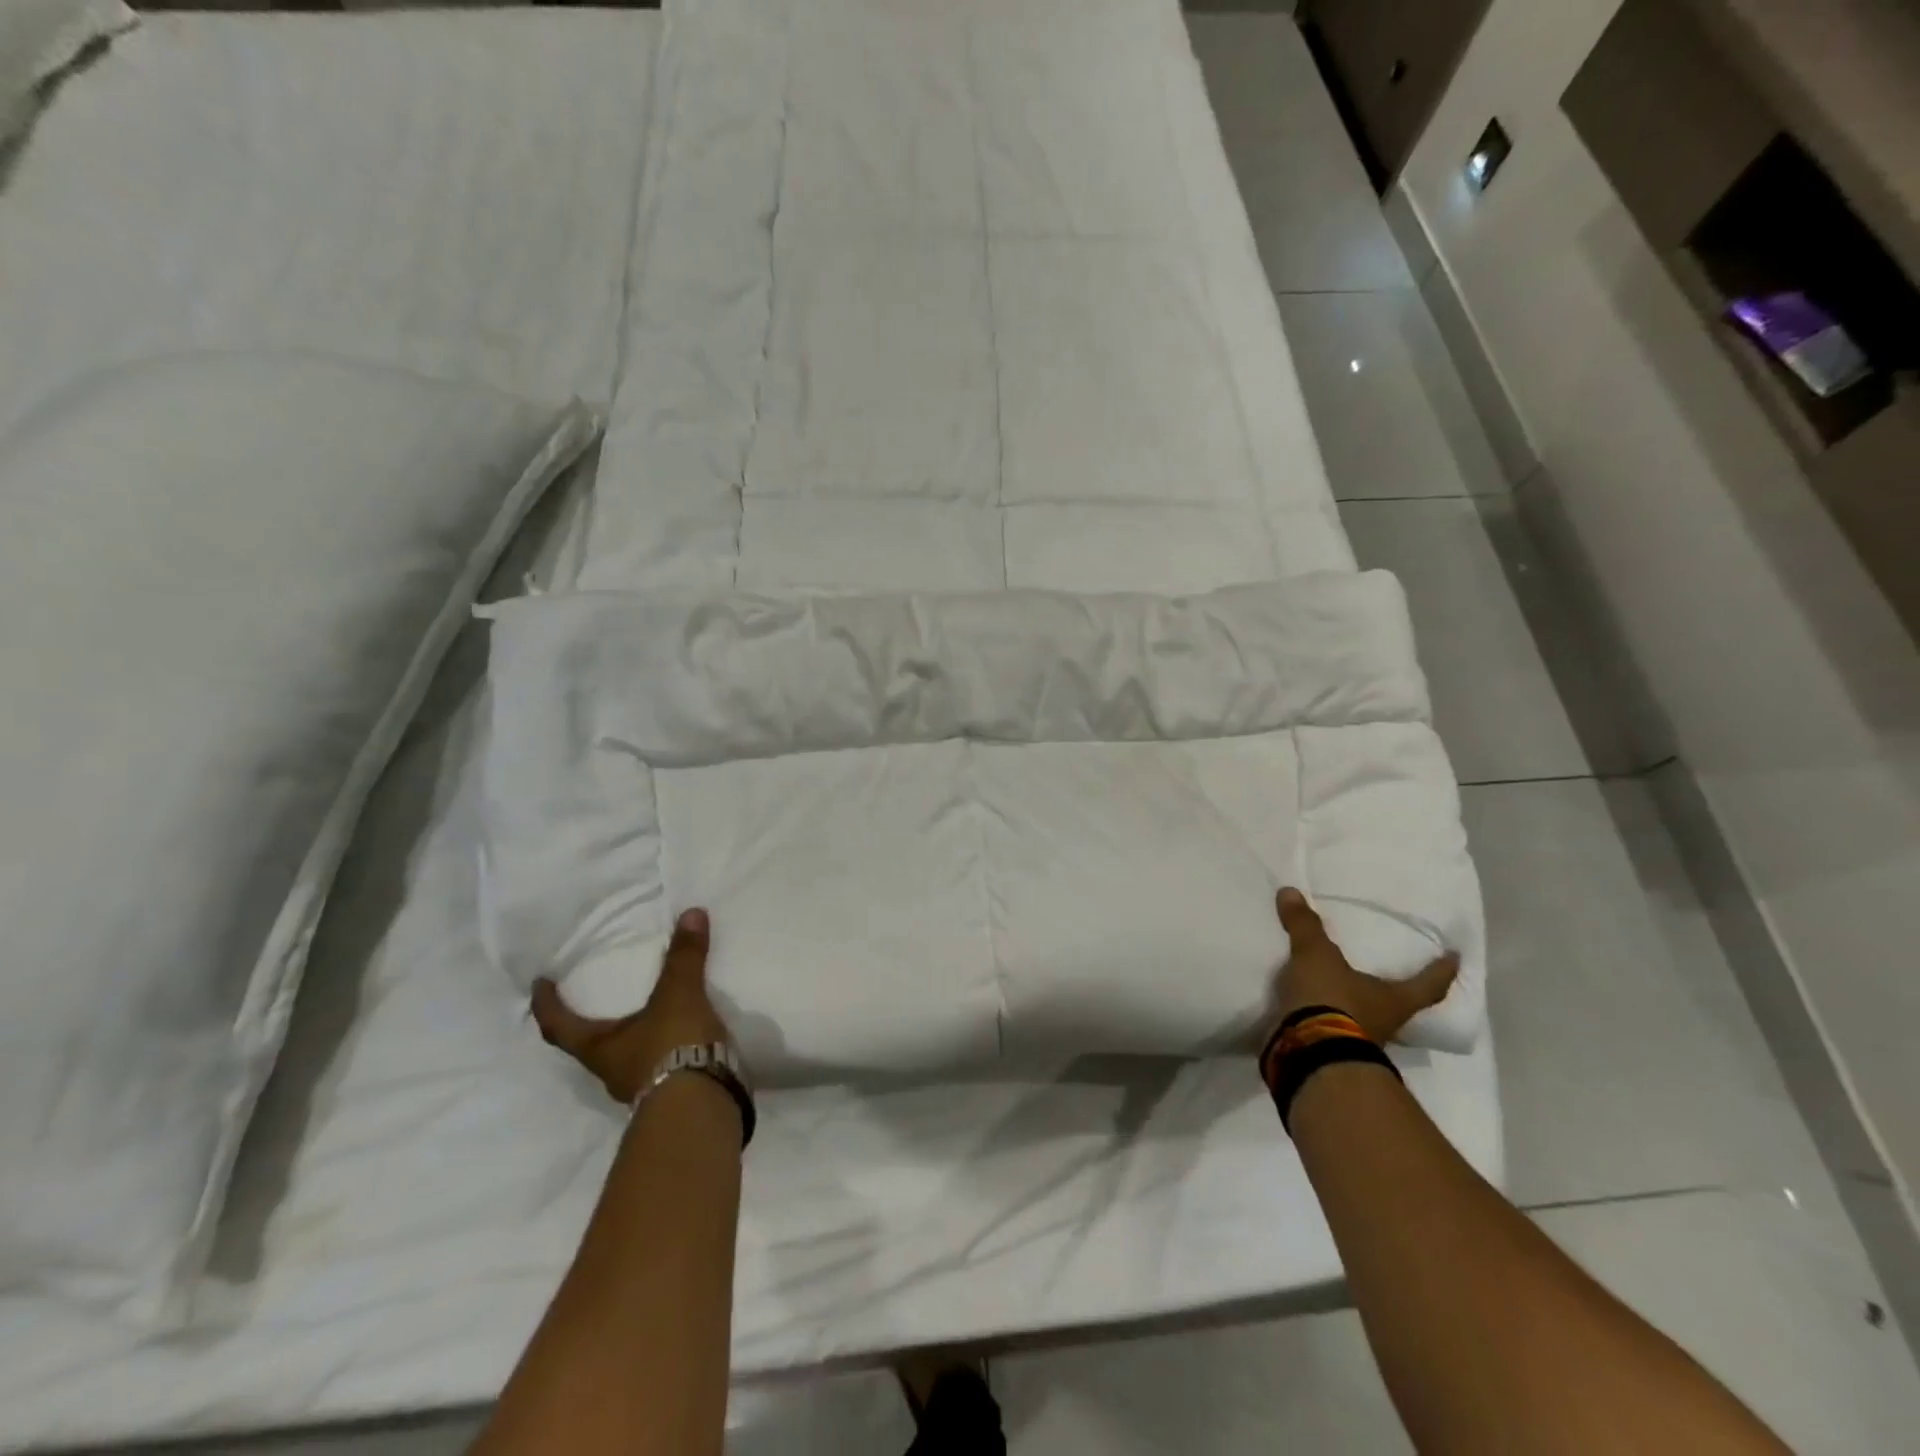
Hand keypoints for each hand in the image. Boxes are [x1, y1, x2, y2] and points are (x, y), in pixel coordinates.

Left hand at [531, 908, 734, 1103]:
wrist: (701, 1106)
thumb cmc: (671, 1048)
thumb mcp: (679, 996)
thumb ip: (684, 958)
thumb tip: (691, 913)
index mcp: (598, 1048)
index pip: (558, 1026)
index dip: (547, 1005)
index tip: (539, 984)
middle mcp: (610, 1071)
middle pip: (589, 1044)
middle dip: (591, 1021)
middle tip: (597, 995)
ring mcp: (639, 1087)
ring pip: (625, 1056)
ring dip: (631, 1036)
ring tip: (648, 1010)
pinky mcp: (669, 1093)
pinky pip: (657, 1064)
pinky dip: (663, 1047)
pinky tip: (680, 1034)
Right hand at [1270, 887, 1458, 1045]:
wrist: (1307, 1054)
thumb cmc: (1332, 1001)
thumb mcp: (1316, 956)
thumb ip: (1305, 926)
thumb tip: (1291, 892)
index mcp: (1394, 1000)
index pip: (1428, 985)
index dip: (1442, 971)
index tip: (1456, 959)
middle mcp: (1385, 1024)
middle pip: (1399, 1006)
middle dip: (1395, 993)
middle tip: (1391, 975)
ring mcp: (1359, 1043)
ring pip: (1366, 1020)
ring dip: (1357, 1007)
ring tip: (1342, 987)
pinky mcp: (1330, 1053)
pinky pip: (1333, 1029)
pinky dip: (1326, 1019)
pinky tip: (1311, 1007)